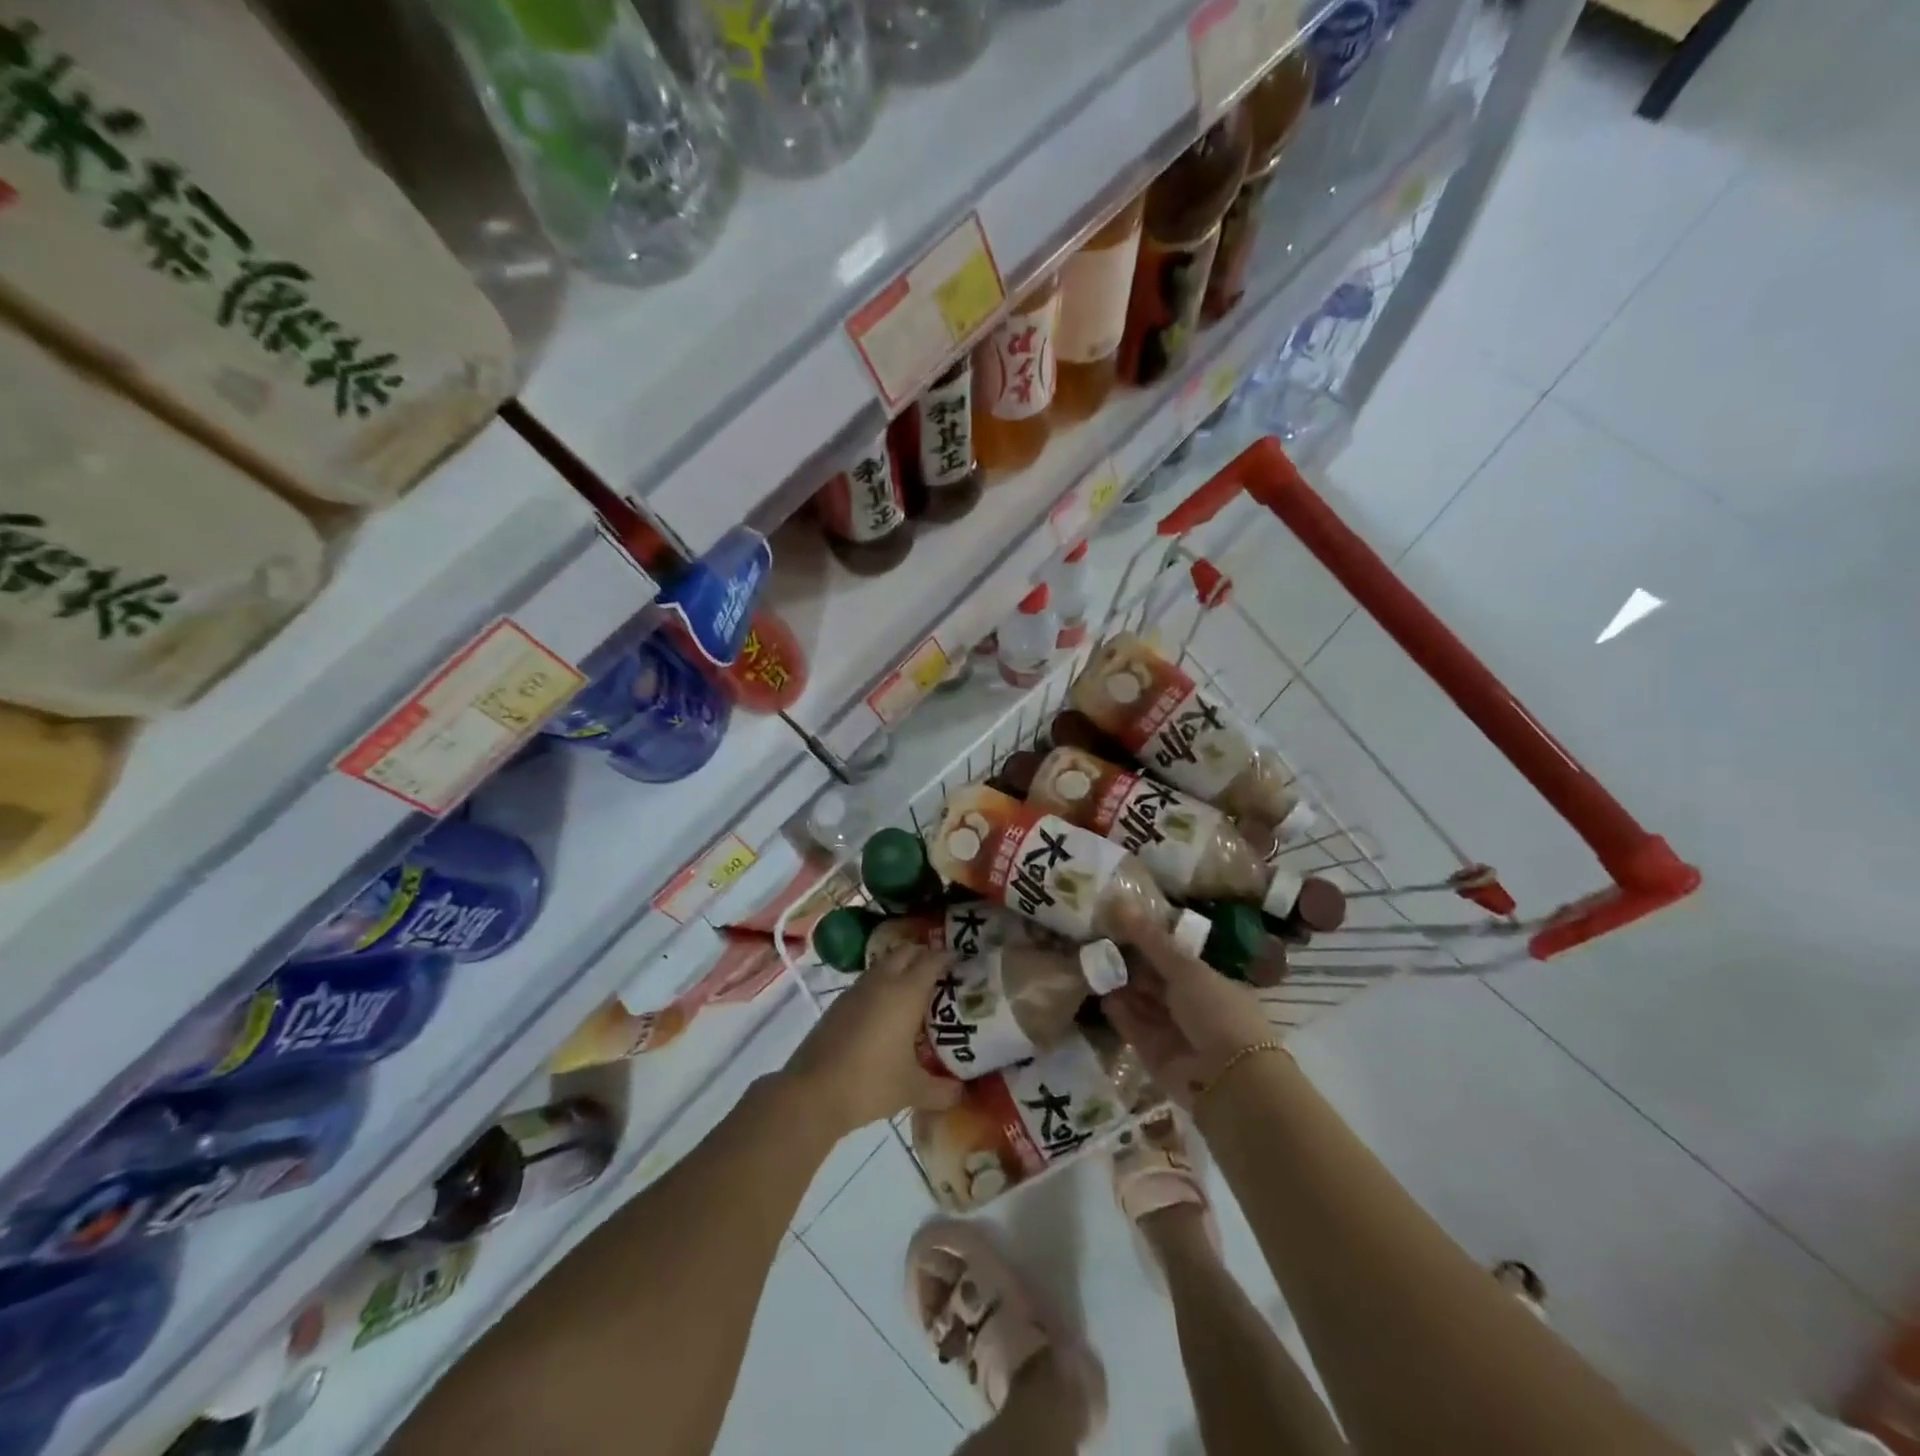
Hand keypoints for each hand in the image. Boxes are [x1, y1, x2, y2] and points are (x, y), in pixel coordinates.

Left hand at [785, 944, 962, 1139]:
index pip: (932, 960)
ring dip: (901, 969)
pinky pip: (868, 983)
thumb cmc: (870, 1083)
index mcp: (906, 992)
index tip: (963, 962)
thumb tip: (960, 1092)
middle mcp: (882, 982)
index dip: (949, 957)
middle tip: (941, 975)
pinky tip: (886, 1013)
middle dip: (924, 956)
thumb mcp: (912, 1090)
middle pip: (906, 952)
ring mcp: (856, 990)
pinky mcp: (838, 1004)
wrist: (812, 1093)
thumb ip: (942, 1090)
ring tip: (916, 993)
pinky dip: (882, 986)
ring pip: (884, 965)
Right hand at [1103, 913, 1275, 1108]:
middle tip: (1096, 939)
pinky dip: (1117, 1011)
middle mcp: (1190, 1006)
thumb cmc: (1216, 1012)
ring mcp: (1172, 1031)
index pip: (1172, 958)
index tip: (1117, 924)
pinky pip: (1131, 1026)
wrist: (1229, 1080)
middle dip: (1128, 962)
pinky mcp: (1153, 1054)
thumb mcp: (1185, 967)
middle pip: (1153, 980)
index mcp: (1207, 982)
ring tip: (1091, 961)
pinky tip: (1100, 992)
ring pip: (1140, 1002)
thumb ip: (1150, 939)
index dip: (1147, 942)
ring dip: (1119, 985)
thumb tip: (1119, 901)